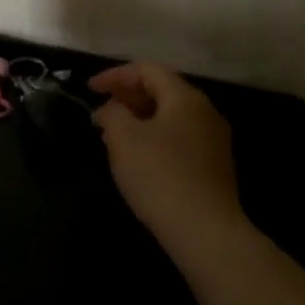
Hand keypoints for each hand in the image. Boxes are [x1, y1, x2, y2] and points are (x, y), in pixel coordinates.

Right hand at [90, 61, 247, 264]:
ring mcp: (214, 140)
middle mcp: (205, 112)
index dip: (115, 75)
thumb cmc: (160, 176)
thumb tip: (112, 109)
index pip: (147, 70)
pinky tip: (138, 158)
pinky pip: (179, 138)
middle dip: (127, 97)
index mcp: (185, 97)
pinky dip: (155, 137)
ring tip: (113, 135)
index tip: (89, 90)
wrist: (207, 234)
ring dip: (139, 118)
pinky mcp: (215, 167)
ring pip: (170, 116)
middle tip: (100, 112)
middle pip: (162, 90)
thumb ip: (112, 113)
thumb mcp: (123, 139)